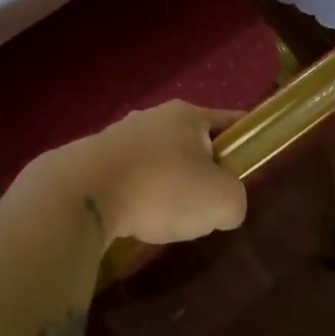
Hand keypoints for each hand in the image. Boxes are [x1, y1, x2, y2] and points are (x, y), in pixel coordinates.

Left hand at [40, 101, 247, 247]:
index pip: (228, 121)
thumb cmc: (163, 188)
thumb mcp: (222, 201)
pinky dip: (137, 198)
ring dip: (167, 187)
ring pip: (158, 163)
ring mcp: (118, 136)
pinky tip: (135, 221)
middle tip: (207, 206)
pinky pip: (129, 180)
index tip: (250, 163)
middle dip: (202, 173)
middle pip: (191, 144)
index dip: (244, 141)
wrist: (83, 194)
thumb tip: (222, 205)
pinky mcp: (92, 161)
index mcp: (187, 115)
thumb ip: (235, 201)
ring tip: (166, 220)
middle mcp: (151, 117)